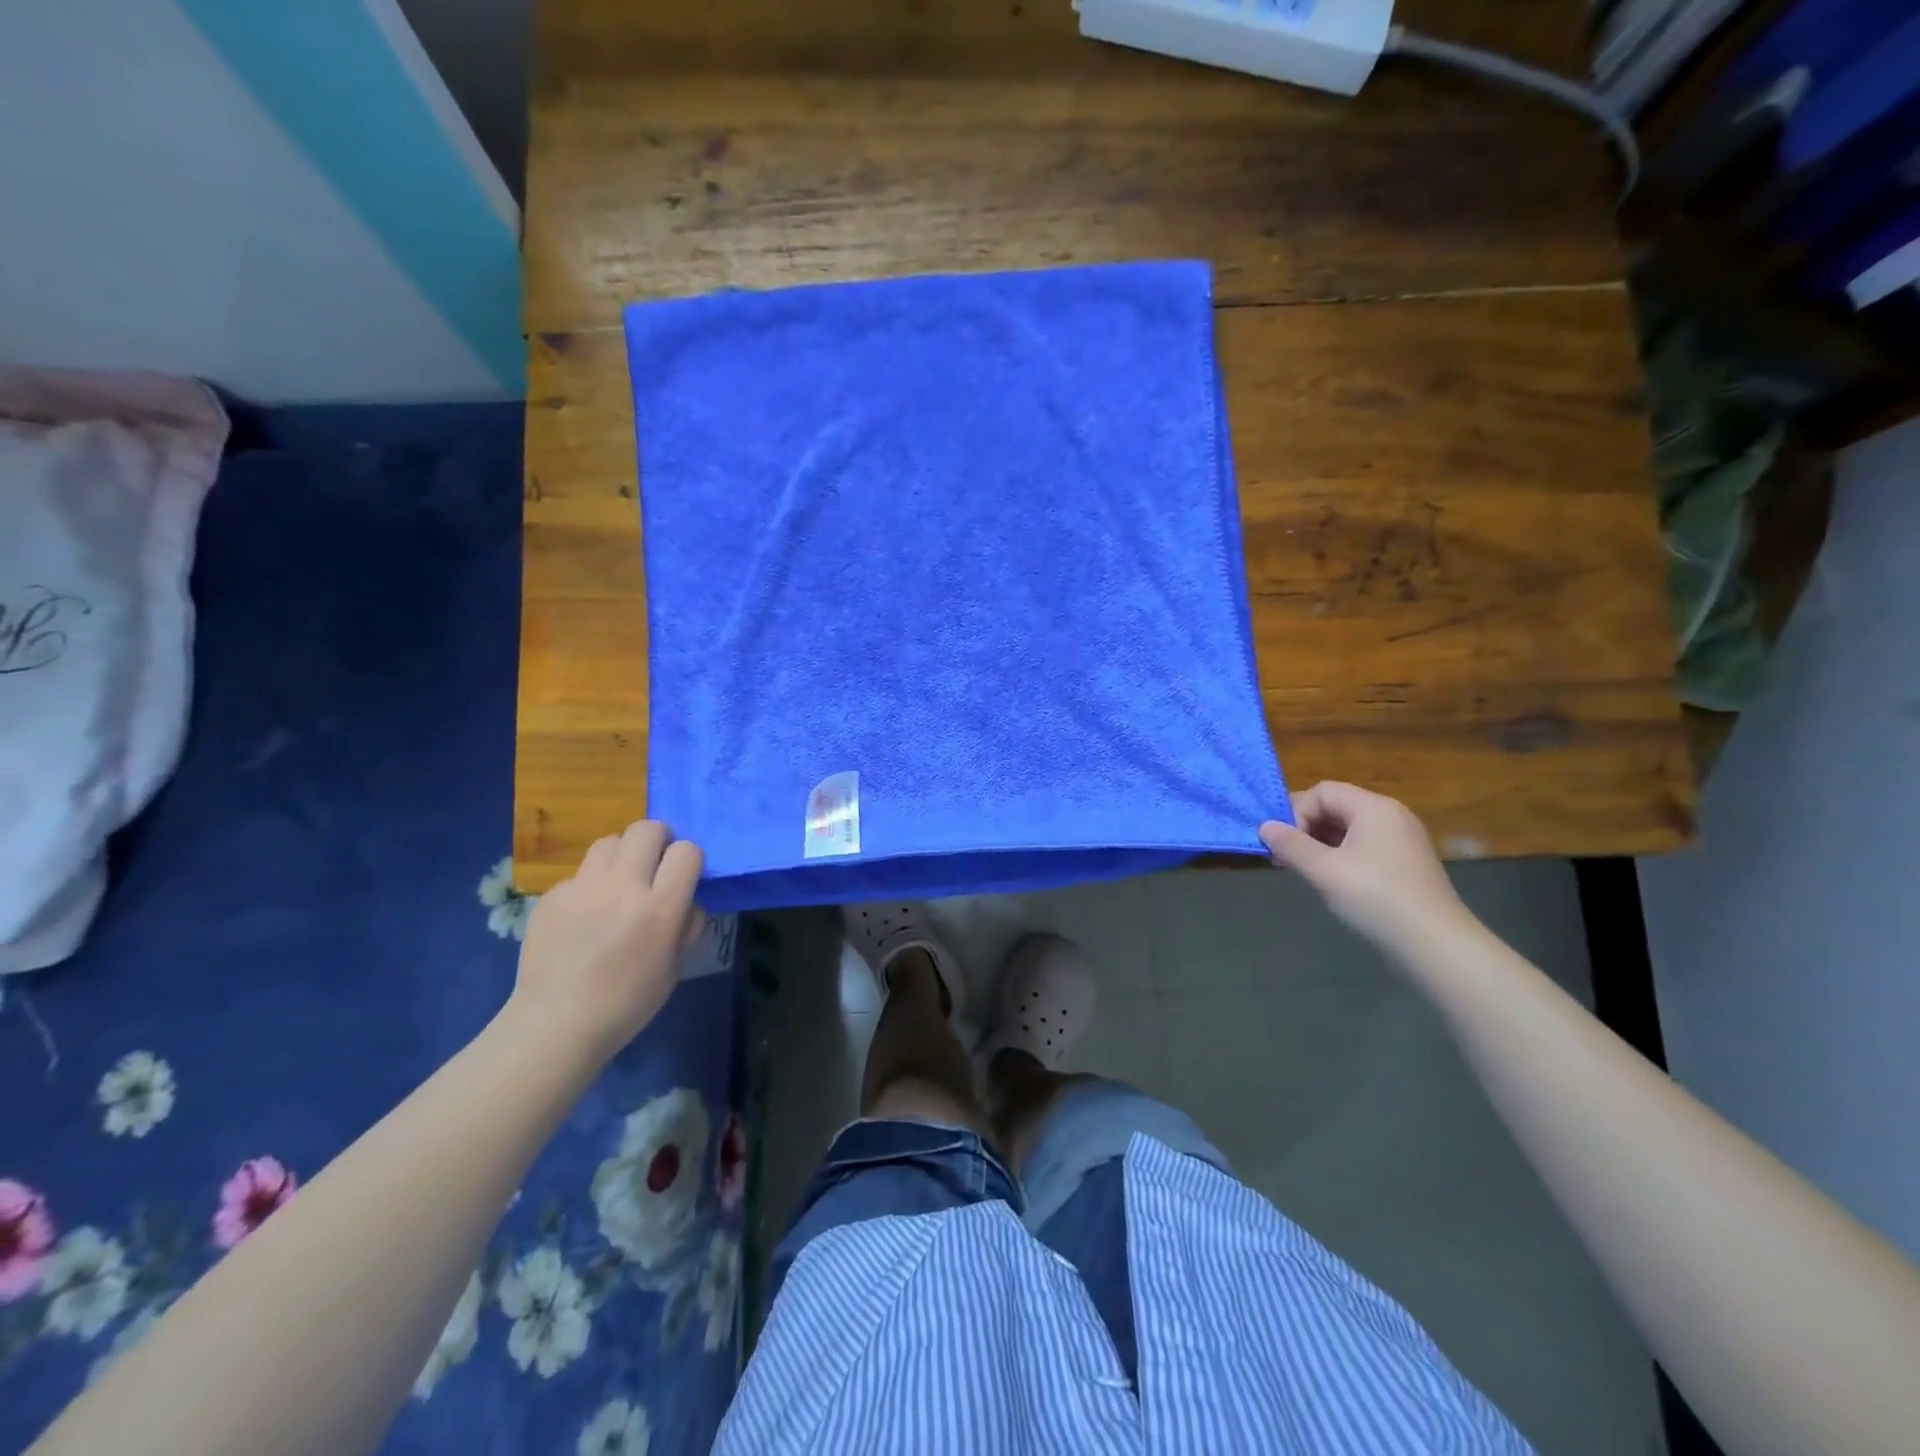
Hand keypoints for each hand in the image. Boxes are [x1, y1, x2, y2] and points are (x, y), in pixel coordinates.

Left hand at [509, 821, 704, 1063]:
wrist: (556, 1025)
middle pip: (647, 829)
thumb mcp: (674, 966)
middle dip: (658, 840)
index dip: (689, 859)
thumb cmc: (627, 1003)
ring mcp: (583, 888)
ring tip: (618, 883)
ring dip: (622, 855)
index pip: (687, 851)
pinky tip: (584, 916)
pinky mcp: (552, 895)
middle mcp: (623, 887)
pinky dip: (589, 886)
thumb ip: (685, 925)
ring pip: (610, 841)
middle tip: (654, 865)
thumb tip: (686, 900)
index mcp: (660, 908)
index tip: (684, 876)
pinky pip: (579, 874)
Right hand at [1260, 782, 1472, 958]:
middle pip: (1336, 806)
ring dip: (1321, 844)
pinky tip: (1334, 882)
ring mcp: (1403, 840)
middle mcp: (1392, 815)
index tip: (1285, 845)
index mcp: (1374, 808)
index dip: (1296, 813)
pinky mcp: (1407, 863)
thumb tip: (1265, 827)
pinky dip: (1342, 856)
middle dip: (1306, 828)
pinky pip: (1365, 846)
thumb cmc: (1375, 899)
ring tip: (1306, 871)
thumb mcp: (1324, 871)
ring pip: (1349, 829)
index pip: (1322, 792)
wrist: (1436, 946)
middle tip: (1287, 859)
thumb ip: (1290, 845)